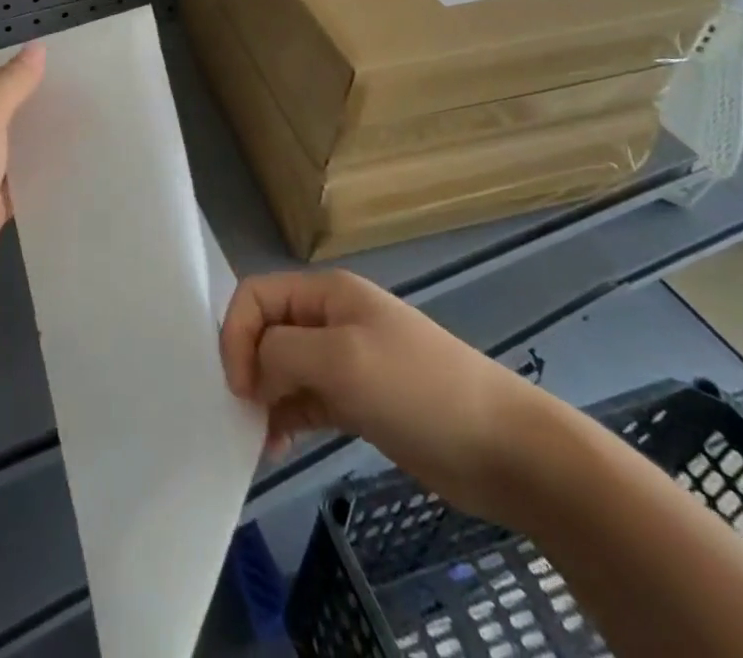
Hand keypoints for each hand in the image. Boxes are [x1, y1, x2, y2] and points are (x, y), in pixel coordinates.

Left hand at [0, 44, 45, 324]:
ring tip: (74, 133)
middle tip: (69, 102)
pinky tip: (61, 174)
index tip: (49, 76)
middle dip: (22, 111)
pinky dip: (27, 183)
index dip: (6, 75)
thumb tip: (36, 47)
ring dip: (27, 147)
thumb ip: (11, 83)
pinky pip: (5, 191)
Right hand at [220, 269, 550, 523]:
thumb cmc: (418, 389)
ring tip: (260, 438)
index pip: (256, 295)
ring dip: (264, 397)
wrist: (506, 449)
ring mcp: (346, 361)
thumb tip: (254, 372)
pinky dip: (286, 418)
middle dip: (248, 367)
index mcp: (326, 292)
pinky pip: (306, 400)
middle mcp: (330, 319)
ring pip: (283, 368)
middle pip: (266, 330)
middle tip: (245, 415)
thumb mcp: (342, 360)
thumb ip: (283, 353)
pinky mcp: (359, 401)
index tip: (238, 386)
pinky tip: (279, 447)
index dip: (236, 333)